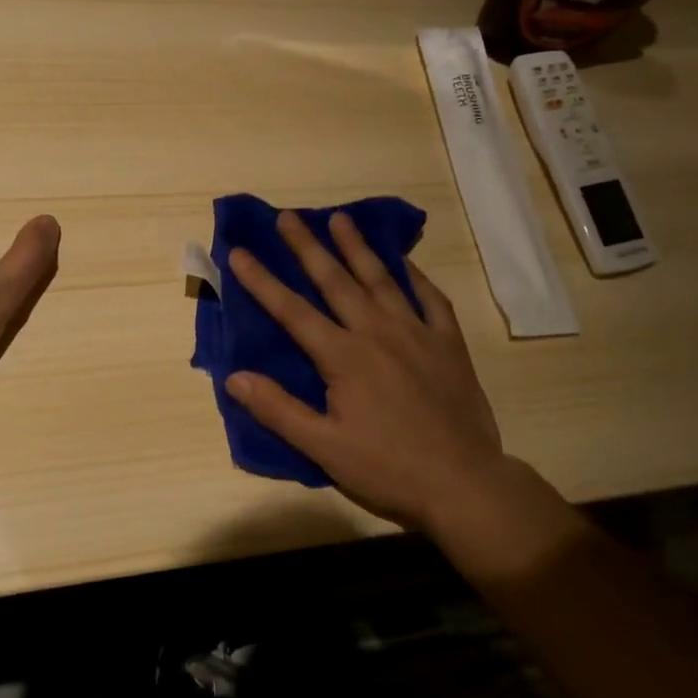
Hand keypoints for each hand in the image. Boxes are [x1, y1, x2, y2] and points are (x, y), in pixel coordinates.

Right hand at [224, 210, 514, 533]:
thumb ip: (278, 409)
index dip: (262, 281)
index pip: (292, 312)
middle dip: (308, 247)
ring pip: (382, 280)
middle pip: (336, 281)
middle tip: (288, 216)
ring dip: (358, 248)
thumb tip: (234, 377)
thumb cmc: (387, 468)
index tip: (239, 252)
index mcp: (344, 357)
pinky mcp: (449, 345)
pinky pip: (431, 300)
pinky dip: (416, 278)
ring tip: (341, 219)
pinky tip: (406, 264)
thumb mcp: (324, 447)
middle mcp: (378, 333)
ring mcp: (417, 334)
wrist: (462, 481)